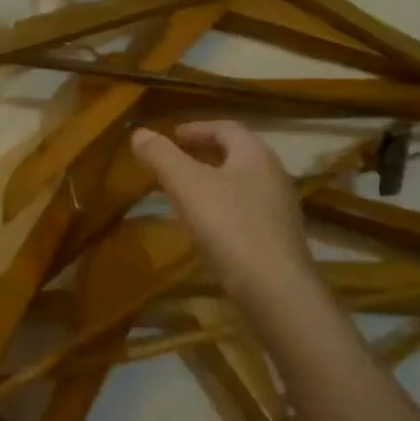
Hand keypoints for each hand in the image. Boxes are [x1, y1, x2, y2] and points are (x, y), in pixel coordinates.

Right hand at [131, 122, 318, 303]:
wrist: (276, 291)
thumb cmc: (230, 227)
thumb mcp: (186, 185)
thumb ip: (161, 155)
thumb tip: (139, 132)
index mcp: (255, 155)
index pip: (226, 128)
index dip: (197, 128)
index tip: (172, 135)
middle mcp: (274, 176)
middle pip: (237, 154)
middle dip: (206, 153)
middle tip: (176, 160)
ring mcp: (280, 210)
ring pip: (242, 184)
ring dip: (214, 182)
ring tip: (186, 193)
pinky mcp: (279, 240)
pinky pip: (247, 212)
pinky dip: (223, 208)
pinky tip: (207, 227)